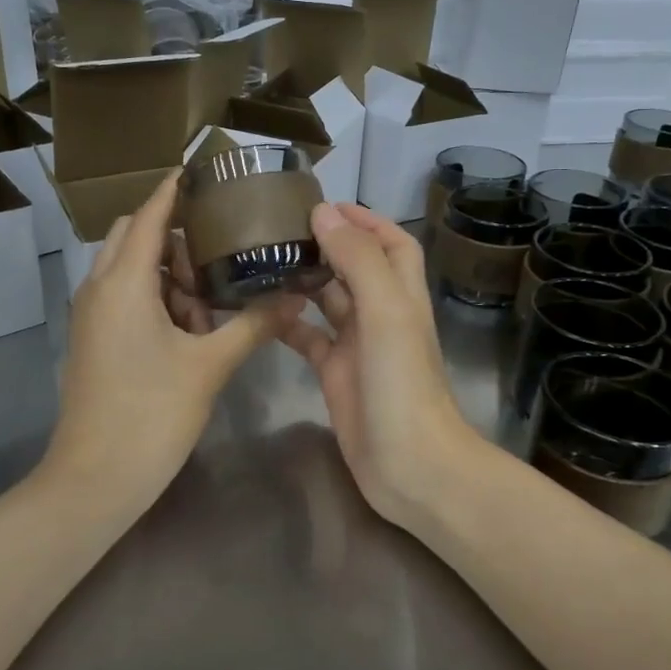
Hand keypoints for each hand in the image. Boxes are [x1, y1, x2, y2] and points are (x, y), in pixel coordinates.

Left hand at [45, 170, 301, 516]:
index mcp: (123, 283)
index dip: (171, 191)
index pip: (147, 216)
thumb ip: (253, 326)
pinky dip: (153, 300)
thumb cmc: (152, 414)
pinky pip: (122, 300)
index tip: (198, 170)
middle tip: (216, 251)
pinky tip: (189, 330)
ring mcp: (91, 317)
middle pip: (131, 237)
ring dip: (164, 274)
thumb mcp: (209, 365)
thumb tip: (294, 298)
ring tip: (209, 301)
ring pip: (127, 271)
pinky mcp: (93, 341)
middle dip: (171, 237)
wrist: (96, 478)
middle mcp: (99, 289)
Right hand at [279, 202, 485, 531]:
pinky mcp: (336, 375)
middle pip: (355, 267)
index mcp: (401, 295)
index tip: (324, 204)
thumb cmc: (403, 384)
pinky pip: (309, 339)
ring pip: (328, 301)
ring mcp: (358, 347)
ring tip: (262, 259)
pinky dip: (289, 323)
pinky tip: (260, 311)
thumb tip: (324, 213)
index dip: (366, 220)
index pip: (391, 243)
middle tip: (278, 228)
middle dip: (326, 244)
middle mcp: (381, 315)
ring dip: (303, 280)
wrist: (410, 465)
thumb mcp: (385, 311)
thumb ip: (357, 260)